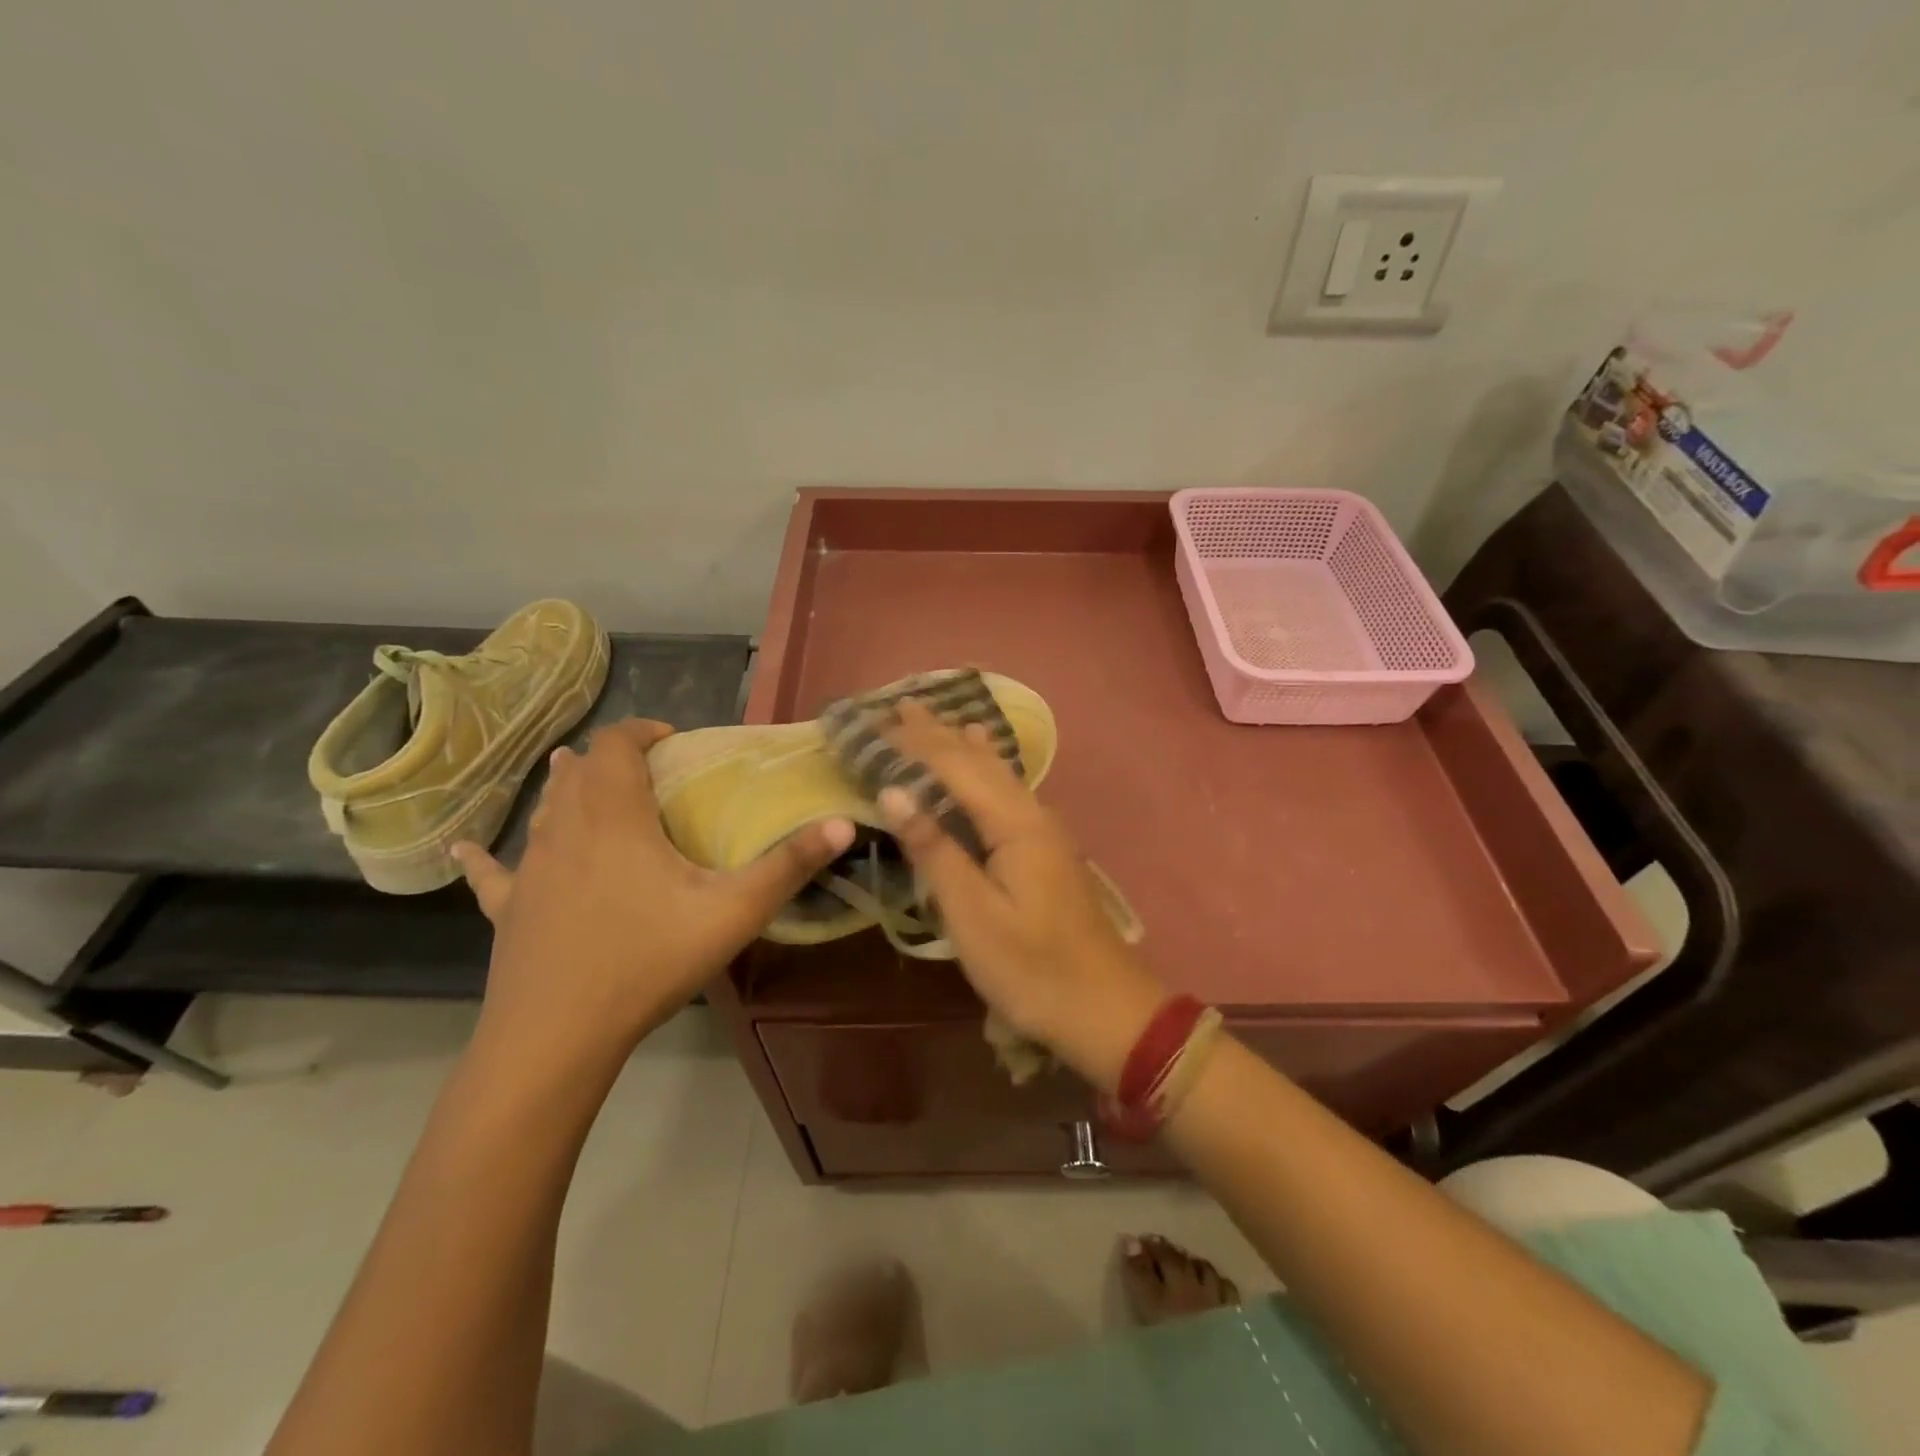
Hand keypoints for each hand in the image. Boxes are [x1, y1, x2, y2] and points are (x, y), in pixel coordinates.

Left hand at [453, 719, 852, 1065]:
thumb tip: (843, 823)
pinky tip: (464, 848)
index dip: (642, 730)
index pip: (617, 745)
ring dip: (565, 789)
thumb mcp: (732, 912)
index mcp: (616, 817)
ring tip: (581, 780)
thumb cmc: (647, 961)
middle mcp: (566, 830)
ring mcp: (530, 870)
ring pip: (544, 811)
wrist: (556, 1037)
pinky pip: (492, 873)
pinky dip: (486, 855)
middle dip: (609, 757)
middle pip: (578, 771)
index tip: (673, 740)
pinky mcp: (507, 910)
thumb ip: (789, 865)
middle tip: (647, 769)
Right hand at [878, 703, 1164, 1089]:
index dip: (914, 742)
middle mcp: (1032, 814)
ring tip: (938, 720)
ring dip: (961, 746)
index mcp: (1015, 823)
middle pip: (979, 761)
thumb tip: (895, 791)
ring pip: (996, 774)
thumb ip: (935, 850)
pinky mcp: (1046, 850)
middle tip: (901, 704)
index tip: (875, 721)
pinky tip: (985, 765)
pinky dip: (982, 770)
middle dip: (938, 733)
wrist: (1107, 1009)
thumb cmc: (1033, 969)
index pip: (955, 765)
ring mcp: (1044, 831)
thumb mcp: (974, 915)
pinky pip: (1006, 793)